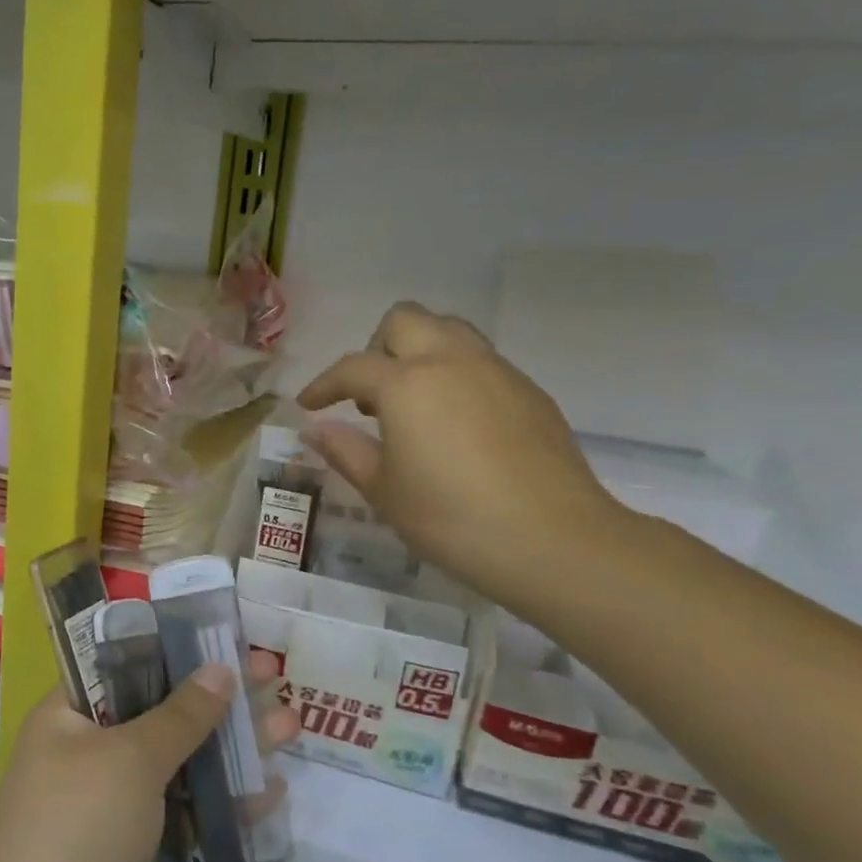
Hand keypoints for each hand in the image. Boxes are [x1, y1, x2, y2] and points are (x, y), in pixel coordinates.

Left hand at [0, 653, 294, 861]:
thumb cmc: (82, 831)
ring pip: (177, 765)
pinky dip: (221, 804)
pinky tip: (270, 793)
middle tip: (270, 679)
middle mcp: (83, 755)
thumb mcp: (133, 759)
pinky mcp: (132, 855)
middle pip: (157, 714)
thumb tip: (220, 669)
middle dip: (216, 701)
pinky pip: (181, 815)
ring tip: (289, 727)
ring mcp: (108, 808)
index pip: (119, 667)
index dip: (171, 651)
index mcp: (64, 719)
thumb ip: (180, 715)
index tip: (221, 642)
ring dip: (230, 750)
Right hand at [298, 302, 620, 595]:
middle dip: (376, 348)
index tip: (308, 405)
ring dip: (419, 351)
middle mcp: (451, 361)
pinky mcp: (529, 391)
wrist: (553, 541)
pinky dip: (455, 375)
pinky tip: (456, 424)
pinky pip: (481, 361)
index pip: (352, 367)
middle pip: (405, 320)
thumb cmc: (451, 519)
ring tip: (412, 402)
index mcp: (407, 384)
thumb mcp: (384, 490)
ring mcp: (496, 371)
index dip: (323, 384)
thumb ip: (345, 451)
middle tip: (368, 396)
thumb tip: (314, 429)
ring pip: (449, 330)